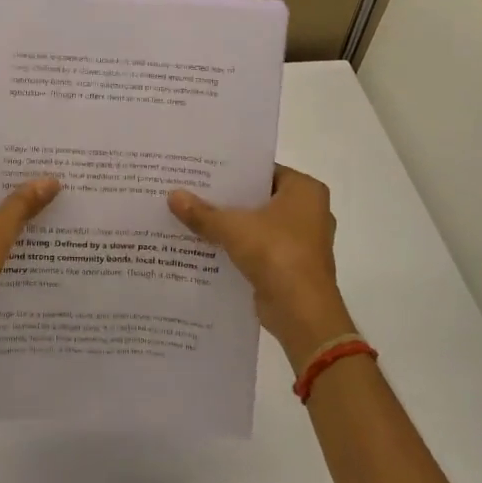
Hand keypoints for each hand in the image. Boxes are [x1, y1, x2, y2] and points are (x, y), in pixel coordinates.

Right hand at [169, 166, 356, 370]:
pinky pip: (259, 248)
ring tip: (192, 216)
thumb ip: (202, 212)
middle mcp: (309, 211)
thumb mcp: (233, 228)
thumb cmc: (277, 254)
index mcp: (305, 190)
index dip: (233, 170)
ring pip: (258, 224)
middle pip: (259, 198)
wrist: (302, 313)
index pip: (263, 170)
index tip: (202, 169)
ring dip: (231, 224)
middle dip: (228, 199)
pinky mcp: (291, 266)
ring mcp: (302, 241)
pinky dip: (237, 247)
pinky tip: (206, 245)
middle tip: (191, 190)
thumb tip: (172, 195)